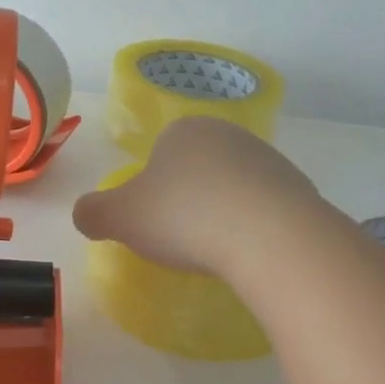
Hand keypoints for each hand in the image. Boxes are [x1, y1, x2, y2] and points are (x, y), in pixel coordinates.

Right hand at [71, 116, 323, 278]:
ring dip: (222, 213)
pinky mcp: (299, 190)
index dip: (151, 187)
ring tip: (215, 250)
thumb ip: (93, 213)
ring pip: (232, 188)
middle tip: (179, 238)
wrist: (270, 237)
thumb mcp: (120, 218)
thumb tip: (85, 215)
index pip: (159, 152)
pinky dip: (253, 228)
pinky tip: (248, 253)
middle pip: (198, 168)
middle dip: (187, 198)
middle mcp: (229, 135)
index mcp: (185, 130)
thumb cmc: (184, 217)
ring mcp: (269, 160)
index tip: (152, 221)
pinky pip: (264, 209)